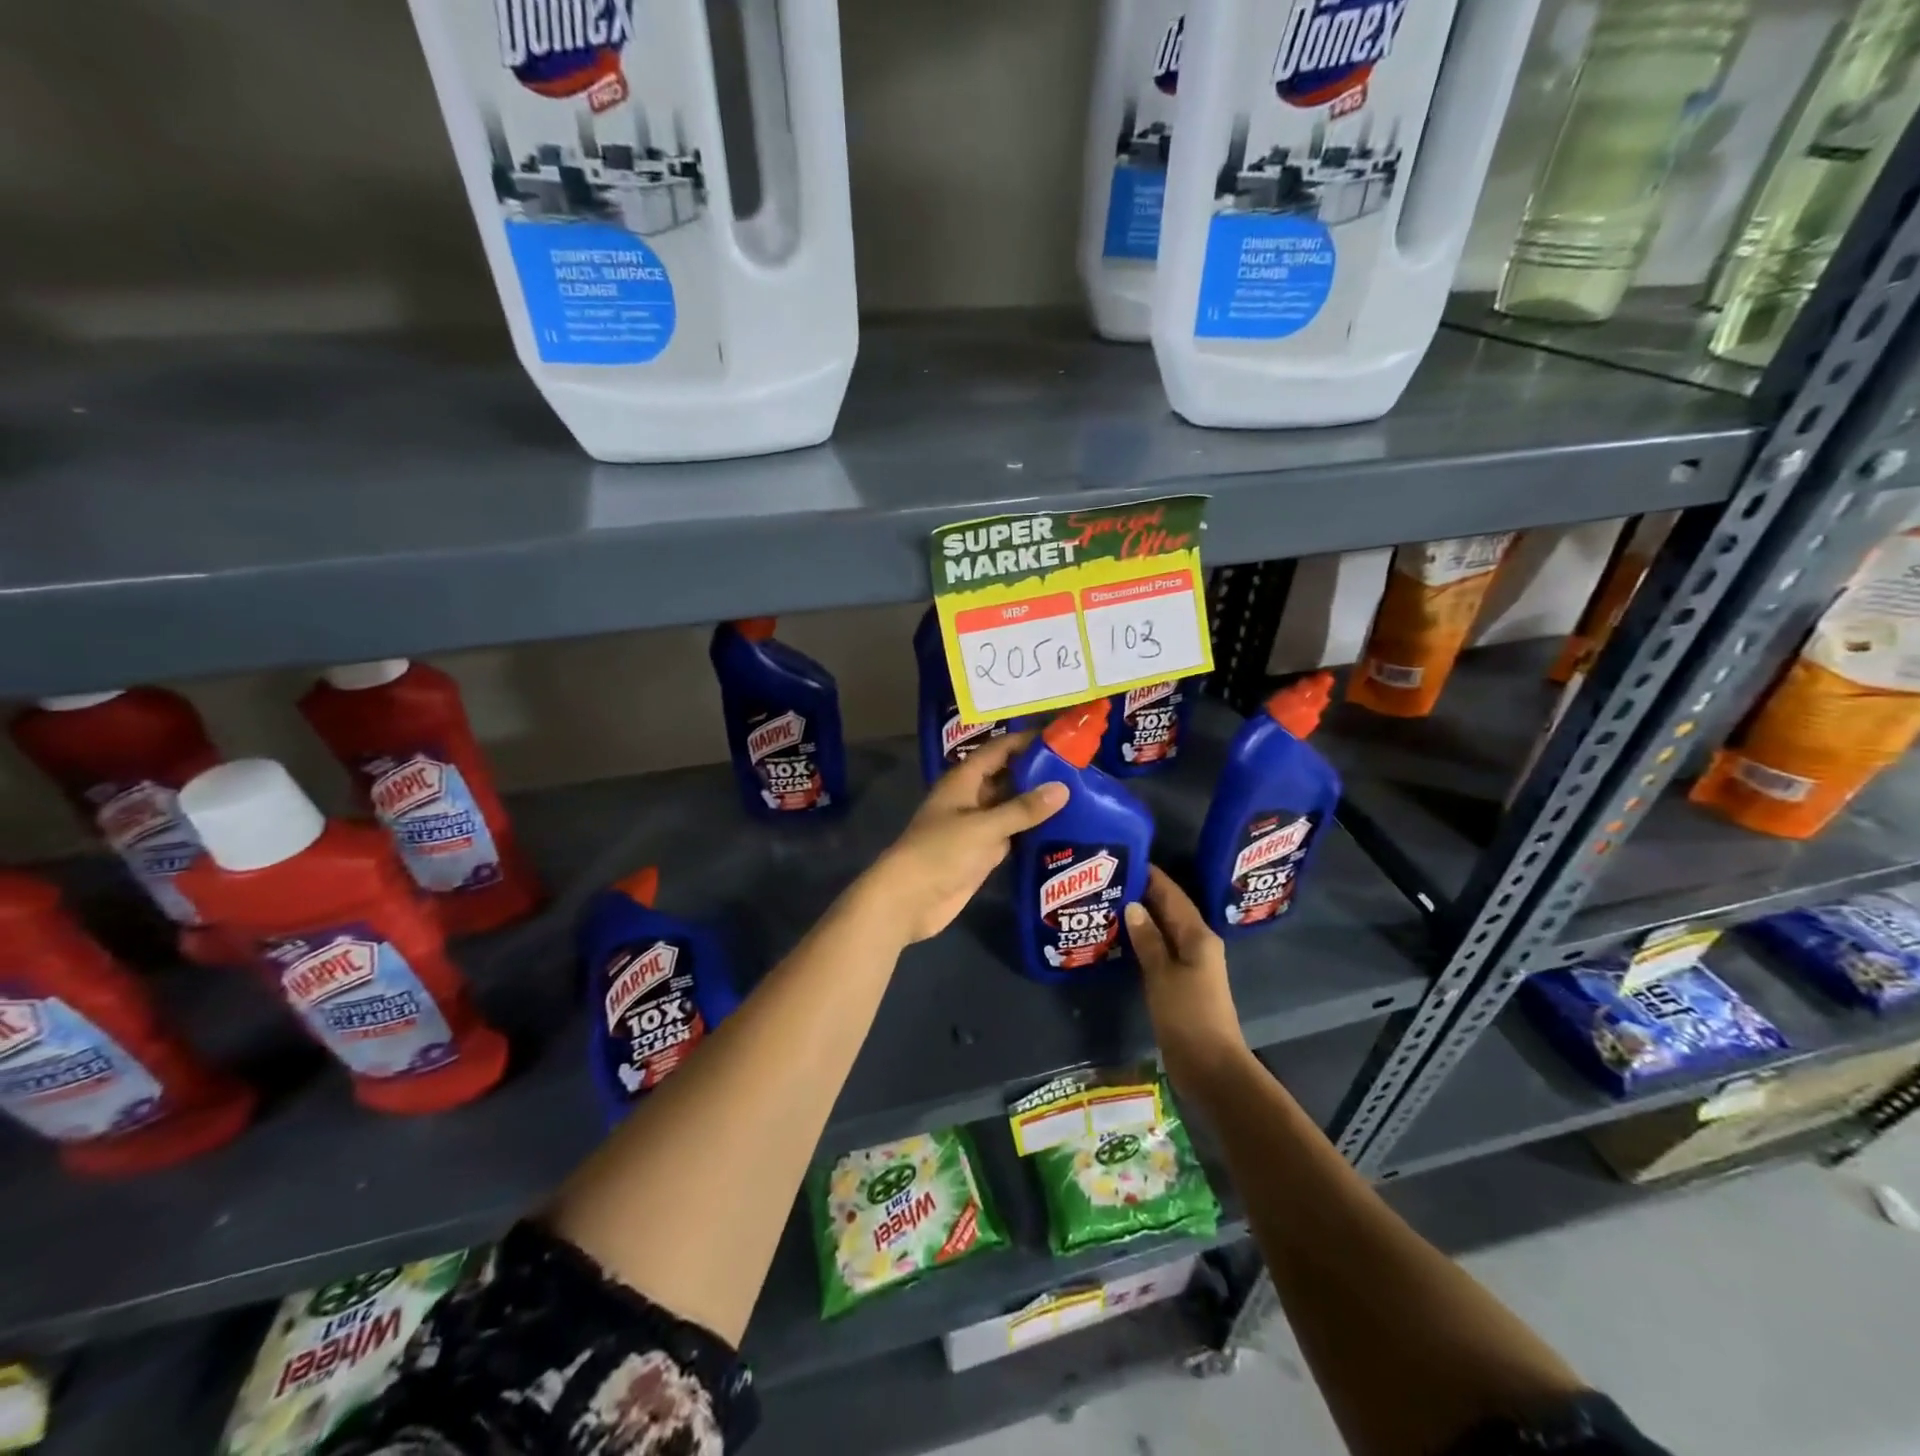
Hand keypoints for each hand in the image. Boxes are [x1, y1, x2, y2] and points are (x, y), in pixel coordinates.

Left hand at [863, 732, 1067, 944]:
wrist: (909, 899)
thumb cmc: (940, 852)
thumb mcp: (984, 827)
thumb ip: (1022, 809)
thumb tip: (1063, 788)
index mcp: (964, 781)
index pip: (998, 750)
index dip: (1025, 741)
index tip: (1060, 736)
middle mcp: (971, 798)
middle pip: (1007, 776)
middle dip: (1037, 771)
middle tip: (1079, 767)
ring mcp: (977, 826)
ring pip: (1011, 806)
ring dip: (1037, 802)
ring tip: (1079, 793)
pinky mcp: (983, 852)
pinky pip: (1012, 834)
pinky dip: (1032, 830)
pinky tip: (1062, 828)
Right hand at [1125, 867, 1250, 1093]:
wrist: (1210, 1067)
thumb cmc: (1188, 1015)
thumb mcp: (1162, 974)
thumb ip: (1148, 939)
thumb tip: (1133, 905)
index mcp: (1198, 936)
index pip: (1172, 895)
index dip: (1151, 876)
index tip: (1124, 859)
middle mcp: (1197, 944)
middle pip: (1169, 909)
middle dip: (1143, 894)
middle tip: (1107, 880)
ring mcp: (1191, 964)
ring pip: (1163, 930)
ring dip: (1141, 917)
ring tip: (1108, 903)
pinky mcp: (1181, 982)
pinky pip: (1160, 949)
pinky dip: (1143, 939)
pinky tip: (1120, 938)